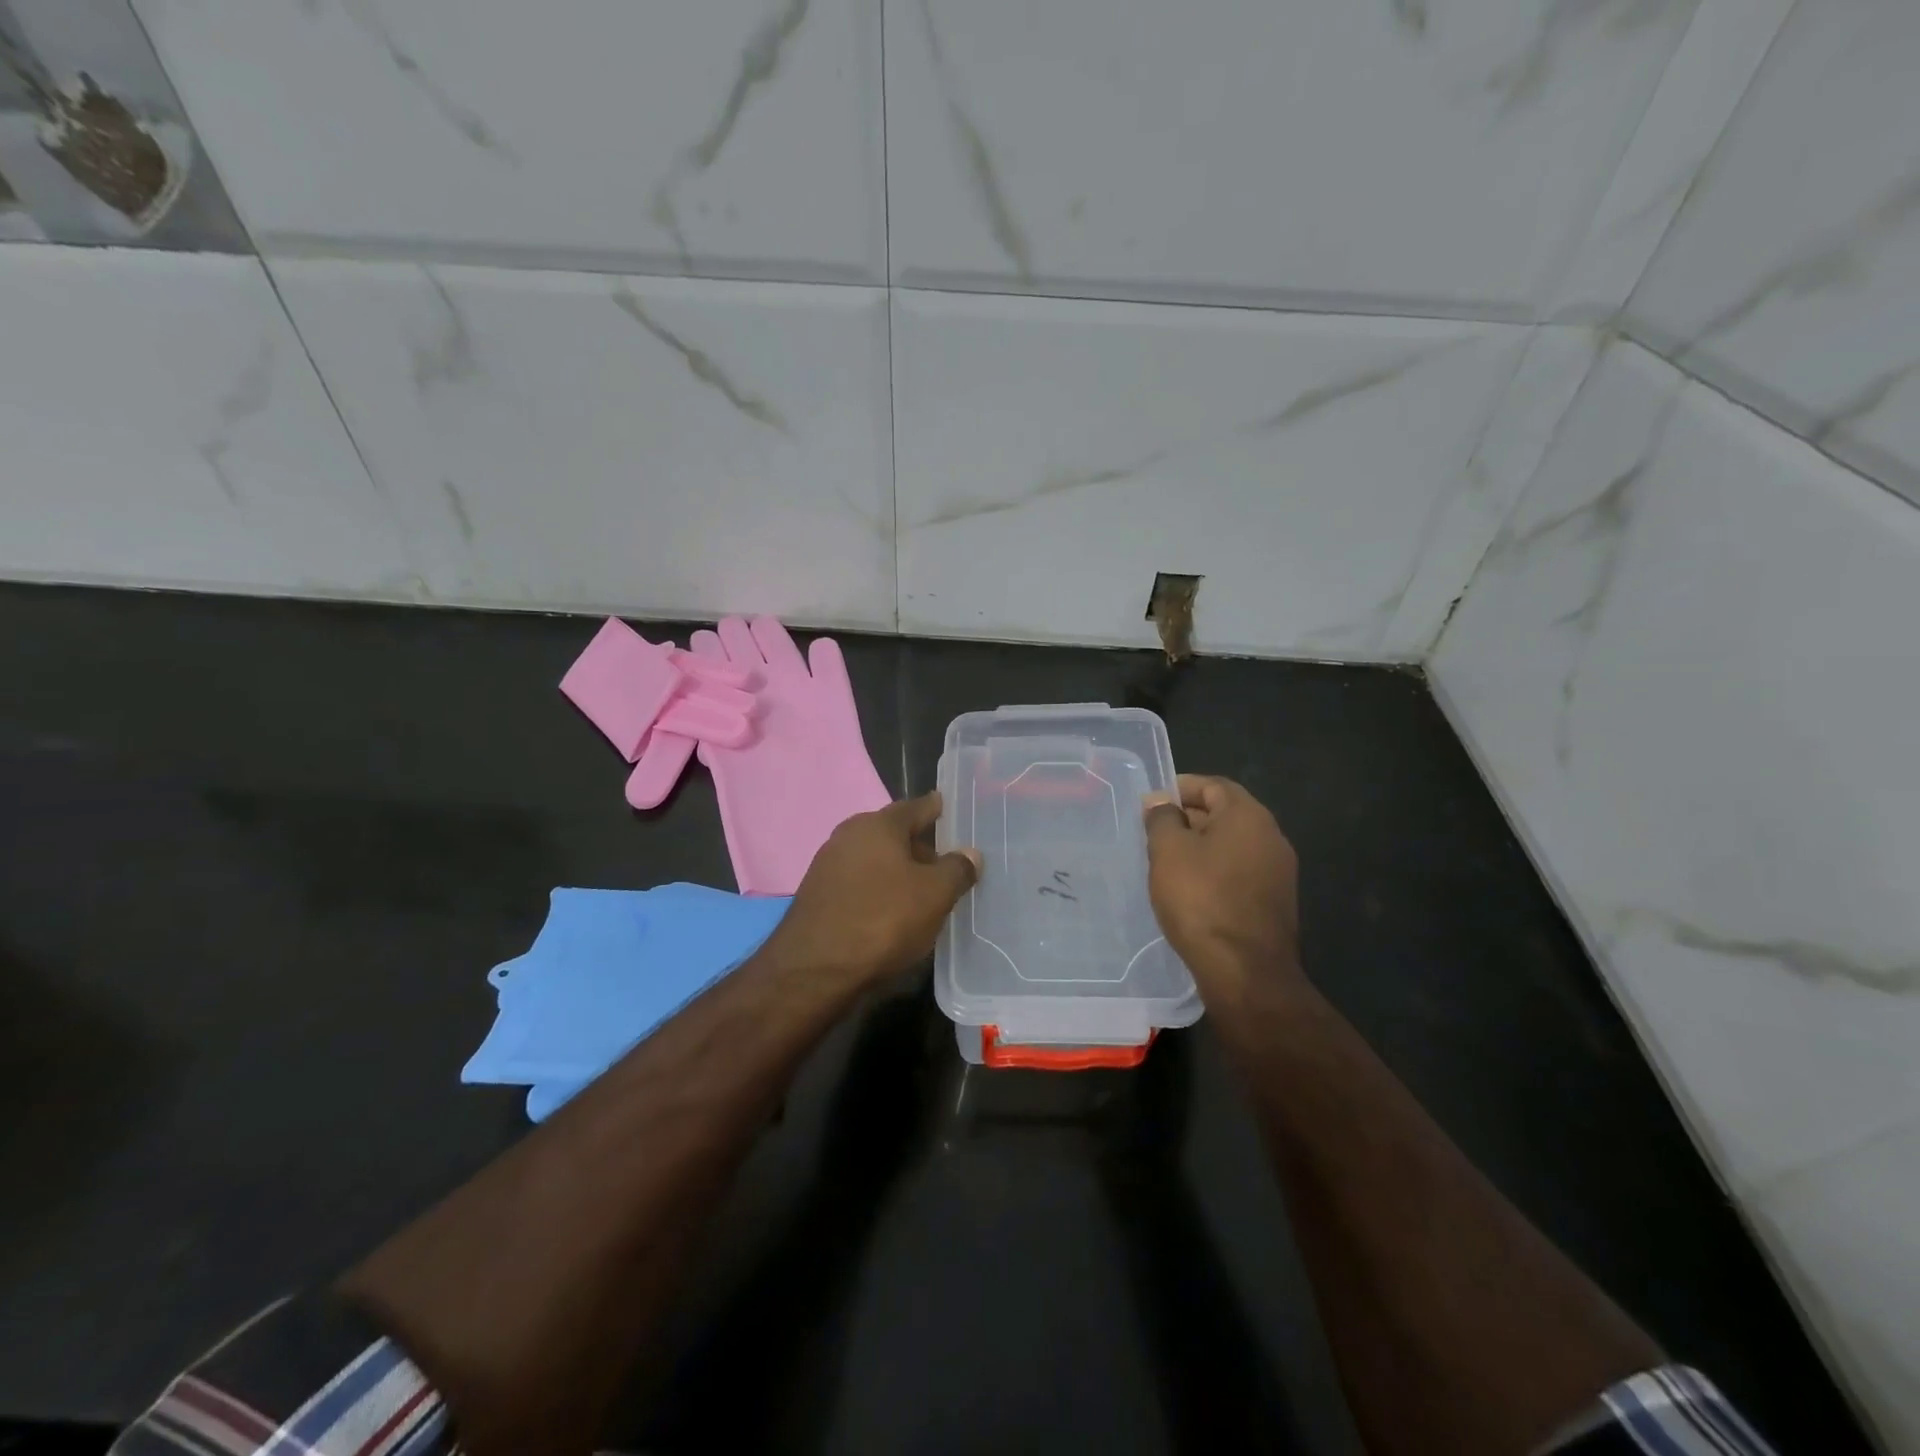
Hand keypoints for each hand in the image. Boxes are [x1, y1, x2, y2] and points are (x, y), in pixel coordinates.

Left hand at [765, 793, 980, 990]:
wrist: (814, 970)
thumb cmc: (883, 920)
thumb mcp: (935, 895)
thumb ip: (957, 869)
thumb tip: (970, 853)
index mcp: (878, 824)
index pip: (917, 807)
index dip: (938, 810)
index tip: (953, 811)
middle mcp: (849, 835)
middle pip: (894, 834)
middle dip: (920, 847)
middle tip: (948, 864)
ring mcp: (828, 865)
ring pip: (876, 860)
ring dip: (899, 872)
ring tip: (925, 893)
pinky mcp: (818, 896)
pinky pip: (860, 883)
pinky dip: (879, 890)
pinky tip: (893, 912)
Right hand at [1143, 775, 1303, 1001]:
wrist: (1245, 971)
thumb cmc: (1201, 899)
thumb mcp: (1168, 851)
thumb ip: (1162, 818)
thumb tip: (1160, 801)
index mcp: (1248, 816)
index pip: (1212, 785)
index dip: (1180, 788)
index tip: (1151, 804)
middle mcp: (1271, 837)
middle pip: (1225, 813)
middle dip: (1188, 818)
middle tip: (1153, 834)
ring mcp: (1278, 872)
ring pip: (1231, 845)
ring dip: (1200, 847)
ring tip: (1166, 863)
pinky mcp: (1274, 902)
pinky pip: (1239, 872)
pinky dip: (1214, 871)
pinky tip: (1190, 890)